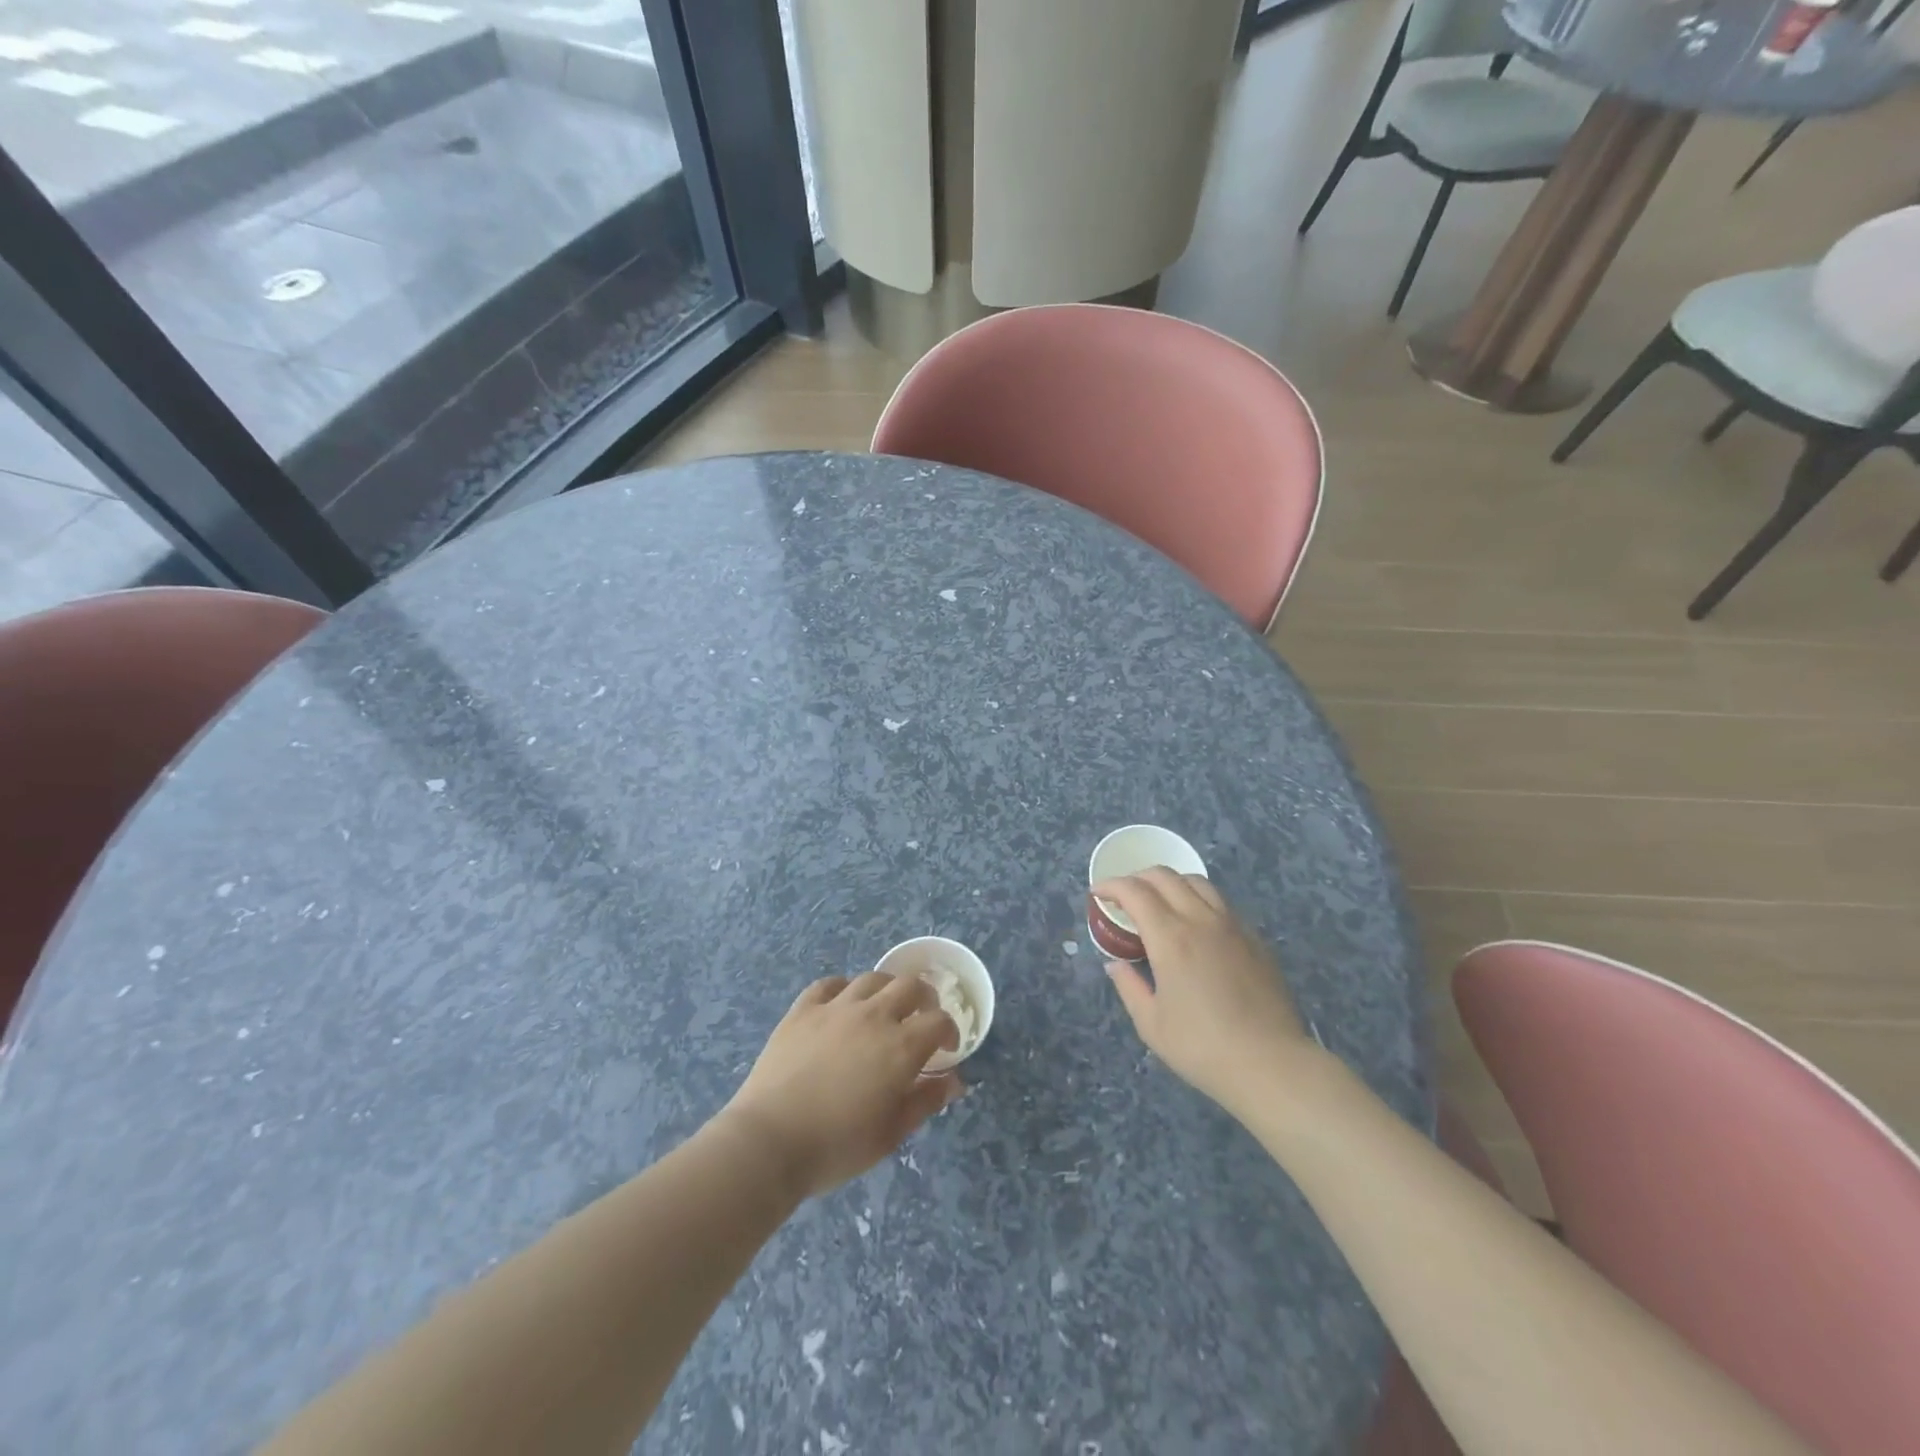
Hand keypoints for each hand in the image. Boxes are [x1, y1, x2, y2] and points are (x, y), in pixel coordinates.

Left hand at [722, 973, 961, 1199]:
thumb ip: (925, 1101)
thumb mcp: (891, 1134)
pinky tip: (842, 1004)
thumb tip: (954, 1081)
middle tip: (922, 1016)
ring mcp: (835, 1008)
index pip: (938, 1020)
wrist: (769, 1141)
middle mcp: (873, 1016)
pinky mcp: (803, 1009)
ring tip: (884, 1007)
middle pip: (909, 985)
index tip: (947, 1048)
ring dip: (886, 988)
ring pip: (871, 978)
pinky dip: (843, 989)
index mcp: (900, 1047)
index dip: (949, 1030)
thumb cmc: (836, 1146)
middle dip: (925, 997)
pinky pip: (829, 984)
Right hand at [1095, 868, 1318, 1113]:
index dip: (1111, 886)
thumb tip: (1117, 964)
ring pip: (1197, 882)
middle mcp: (1201, 920)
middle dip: (1137, 878)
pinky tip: (1195, 924)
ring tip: (1159, 902)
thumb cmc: (1203, 1048)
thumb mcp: (1151, 1024)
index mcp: (1170, 937)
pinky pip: (1221, 902)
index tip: (1098, 894)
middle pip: (1165, 876)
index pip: (1135, 892)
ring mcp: (1232, 925)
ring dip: (1170, 882)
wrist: (1271, 1064)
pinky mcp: (1254, 938)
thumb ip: (1129, 986)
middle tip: (1124, 896)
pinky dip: (1197, 899)